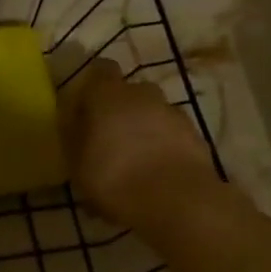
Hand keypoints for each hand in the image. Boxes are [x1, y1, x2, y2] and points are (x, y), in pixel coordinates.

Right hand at [61, 58, 214, 227]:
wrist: (176, 201)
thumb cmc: (113, 177)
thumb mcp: (76, 162)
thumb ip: (74, 136)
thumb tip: (75, 123)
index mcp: (108, 94)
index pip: (100, 70)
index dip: (93, 87)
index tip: (85, 108)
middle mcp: (143, 94)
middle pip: (128, 93)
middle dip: (119, 111)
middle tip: (107, 140)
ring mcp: (173, 113)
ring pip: (152, 115)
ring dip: (143, 130)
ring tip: (133, 163)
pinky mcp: (196, 136)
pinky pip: (171, 136)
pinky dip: (163, 148)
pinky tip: (154, 176)